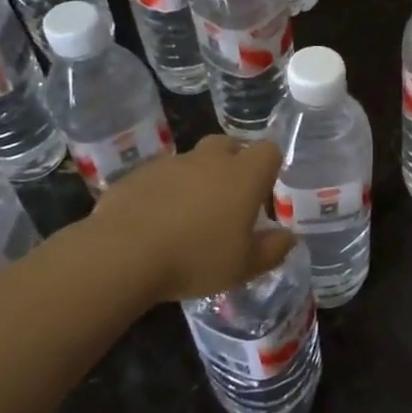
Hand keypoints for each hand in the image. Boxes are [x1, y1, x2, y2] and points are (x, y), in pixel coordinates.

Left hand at [76, 136, 295, 303]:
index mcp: (243, 176)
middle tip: (229, 200)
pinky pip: (160, 177)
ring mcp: (170, 164)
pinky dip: (165, 192)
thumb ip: (272, 250)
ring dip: (197, 180)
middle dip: (233, 164)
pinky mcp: (137, 175)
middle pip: (228, 145)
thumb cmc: (196, 258)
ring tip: (189, 217)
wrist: (123, 254)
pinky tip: (157, 222)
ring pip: (192, 161)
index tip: (263, 195)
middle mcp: (209, 160)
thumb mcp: (244, 267)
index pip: (269, 150)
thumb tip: (288, 237)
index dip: (270, 168)